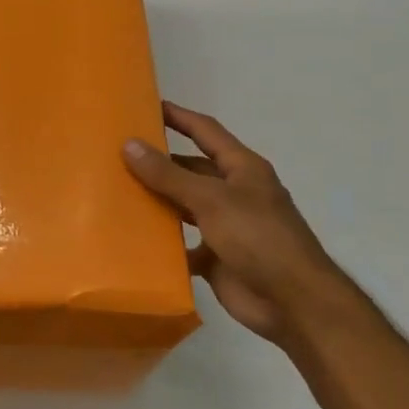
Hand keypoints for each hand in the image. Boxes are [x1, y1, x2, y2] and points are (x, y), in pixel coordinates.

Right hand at [123, 102, 358, 347]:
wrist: (293, 302)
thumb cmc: (258, 238)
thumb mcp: (211, 200)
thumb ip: (168, 175)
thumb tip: (130, 144)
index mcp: (242, 169)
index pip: (205, 131)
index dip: (178, 116)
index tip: (146, 105)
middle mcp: (234, 192)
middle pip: (190, 169)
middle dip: (159, 162)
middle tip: (116, 155)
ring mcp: (225, 226)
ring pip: (183, 206)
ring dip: (156, 201)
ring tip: (116, 192)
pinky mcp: (215, 257)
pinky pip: (182, 244)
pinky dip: (161, 243)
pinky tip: (131, 238)